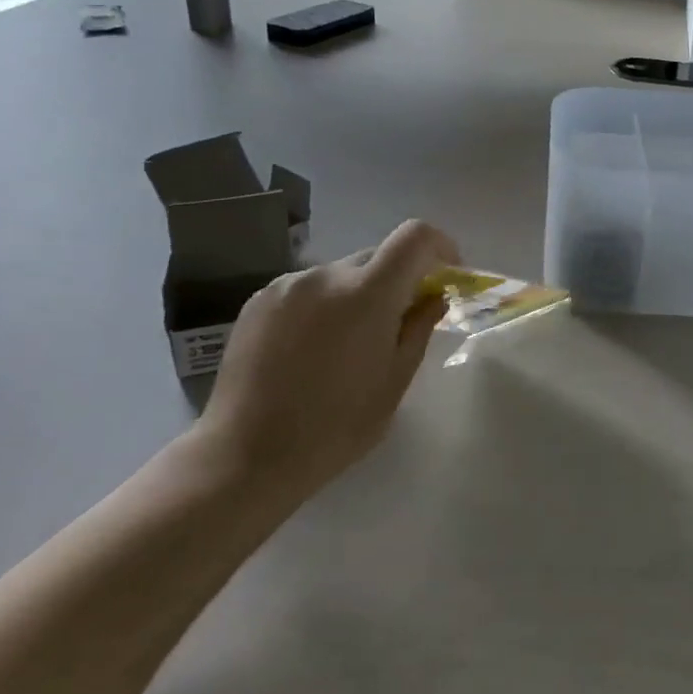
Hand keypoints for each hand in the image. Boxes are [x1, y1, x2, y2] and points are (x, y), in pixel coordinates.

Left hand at [195, 220, 460, 508]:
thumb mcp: (394, 382)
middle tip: (399, 321)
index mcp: (367, 294)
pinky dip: (323, 305)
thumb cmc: (335, 428)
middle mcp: (326, 275)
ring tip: (347, 345)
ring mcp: (287, 285)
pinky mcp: (259, 300)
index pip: (414, 237)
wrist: (245, 456)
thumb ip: (419, 328)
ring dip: (357, 294)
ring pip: (341, 274)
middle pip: (378, 256)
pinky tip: (311, 349)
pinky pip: (307, 288)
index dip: (439, 245)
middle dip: (399, 279)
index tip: (446, 273)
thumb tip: (433, 297)